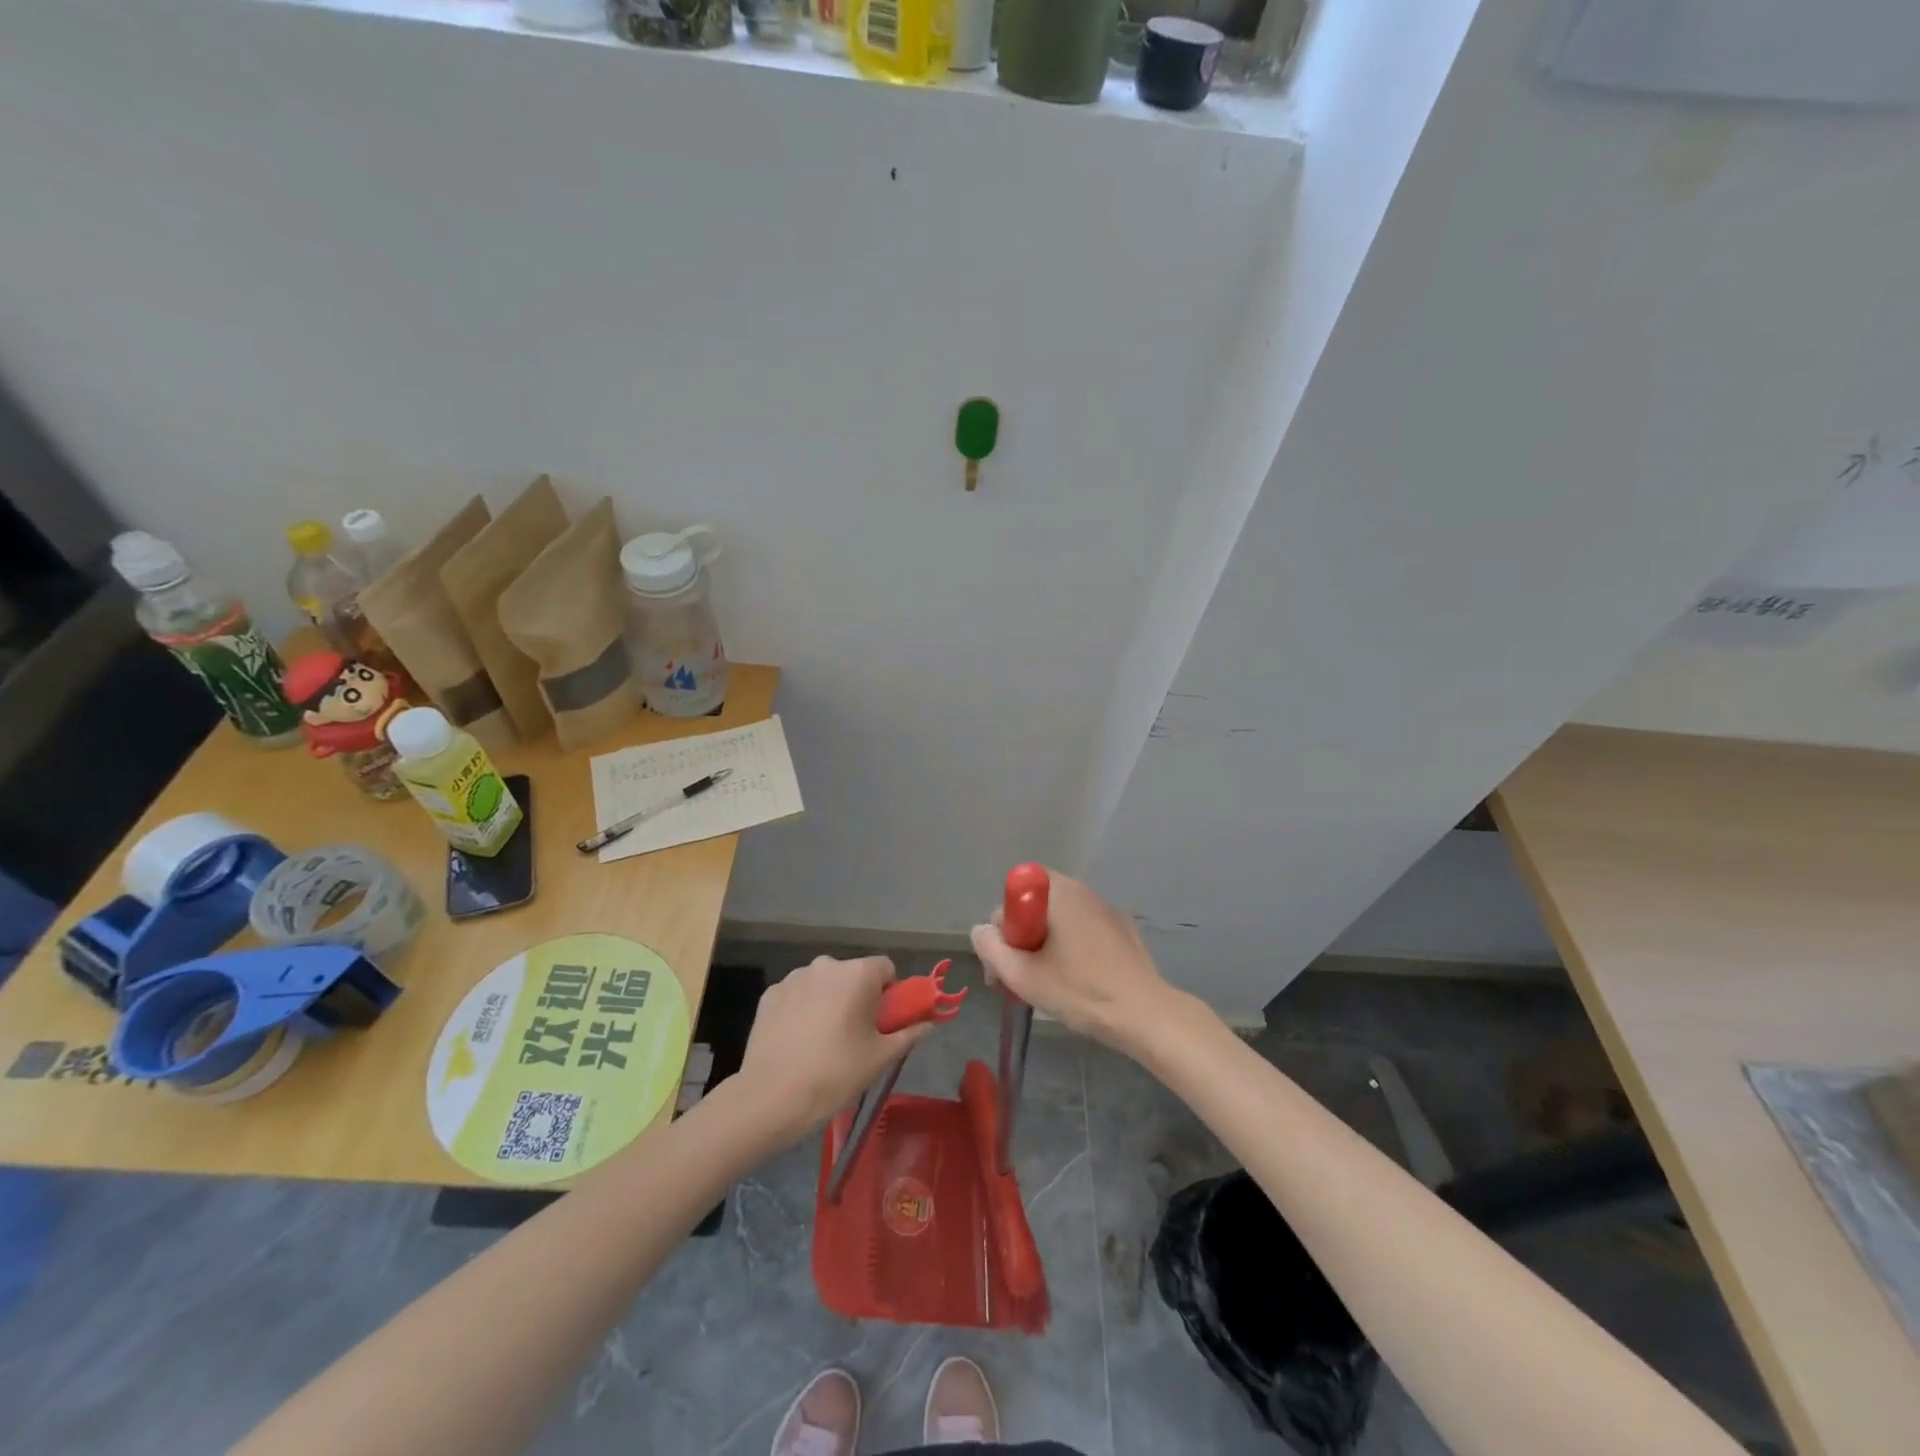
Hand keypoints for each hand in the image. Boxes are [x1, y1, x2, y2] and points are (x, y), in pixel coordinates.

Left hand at [734, 955, 931, 1141]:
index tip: (882, 1021)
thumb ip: (909, 1034)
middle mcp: (826, 964)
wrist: (772, 1097)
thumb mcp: (880, 1057)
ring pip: (823, 983)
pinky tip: (797, 1040)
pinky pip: (797, 995)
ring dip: (828, 1001)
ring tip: (822, 1041)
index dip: (889, 993)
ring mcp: (794, 977)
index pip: (886, 968)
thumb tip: (930, 1023)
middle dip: (857, 996)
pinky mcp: (770, 994)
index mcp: (858, 973)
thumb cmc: (836, 1073)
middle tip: (854, 1035)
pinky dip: (801, 1009)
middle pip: (852, 974)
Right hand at [969, 870, 1179, 1053]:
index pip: (1015, 891)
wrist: (1145, 1014)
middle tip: (1017, 979)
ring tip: (1046, 985)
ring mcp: (1106, 909)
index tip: (1006, 958)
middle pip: (1036, 905)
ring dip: (1044, 946)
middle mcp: (1083, 891)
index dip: (1004, 924)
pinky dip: (1072, 949)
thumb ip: (991, 948)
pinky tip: (1077, 983)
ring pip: (1060, 920)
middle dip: (1020, 938)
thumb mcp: (1023, 975)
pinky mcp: (1123, 930)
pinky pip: (1083, 931)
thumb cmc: (1081, 991)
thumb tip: (981, 930)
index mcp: (1059, 893)